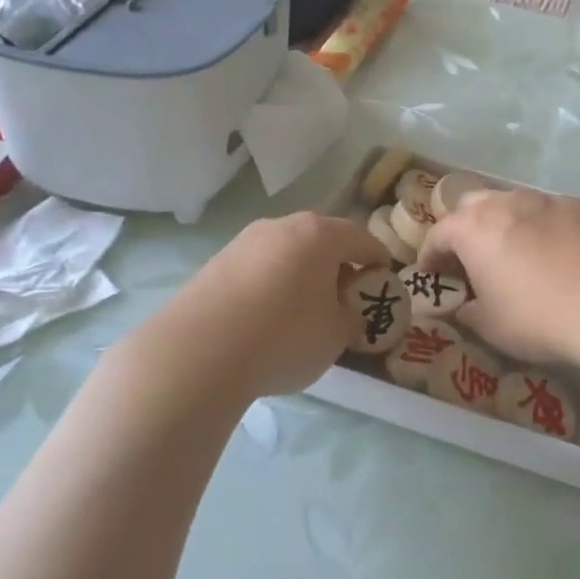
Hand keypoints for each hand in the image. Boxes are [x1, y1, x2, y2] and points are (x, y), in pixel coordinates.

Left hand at [143, 212, 388, 400]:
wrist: (196, 353)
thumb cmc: (283, 336)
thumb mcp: (336, 335)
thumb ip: (351, 318)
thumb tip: (346, 312)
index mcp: (320, 234)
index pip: (362, 238)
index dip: (378, 259)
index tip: (383, 280)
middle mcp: (282, 226)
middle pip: (321, 239)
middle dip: (338, 263)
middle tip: (345, 295)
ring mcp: (244, 242)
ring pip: (286, 251)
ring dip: (301, 273)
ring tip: (304, 309)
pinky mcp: (215, 263)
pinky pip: (258, 268)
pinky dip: (271, 284)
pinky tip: (267, 317)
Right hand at [417, 187, 579, 363]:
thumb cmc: (535, 317)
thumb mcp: (489, 325)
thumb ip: (466, 311)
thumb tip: (462, 306)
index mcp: (472, 228)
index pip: (438, 235)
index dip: (430, 256)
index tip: (430, 275)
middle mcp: (505, 202)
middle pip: (472, 206)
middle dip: (466, 229)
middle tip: (471, 258)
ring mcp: (545, 199)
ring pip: (514, 203)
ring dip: (506, 224)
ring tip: (516, 252)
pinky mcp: (579, 206)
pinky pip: (551, 212)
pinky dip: (545, 227)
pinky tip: (558, 252)